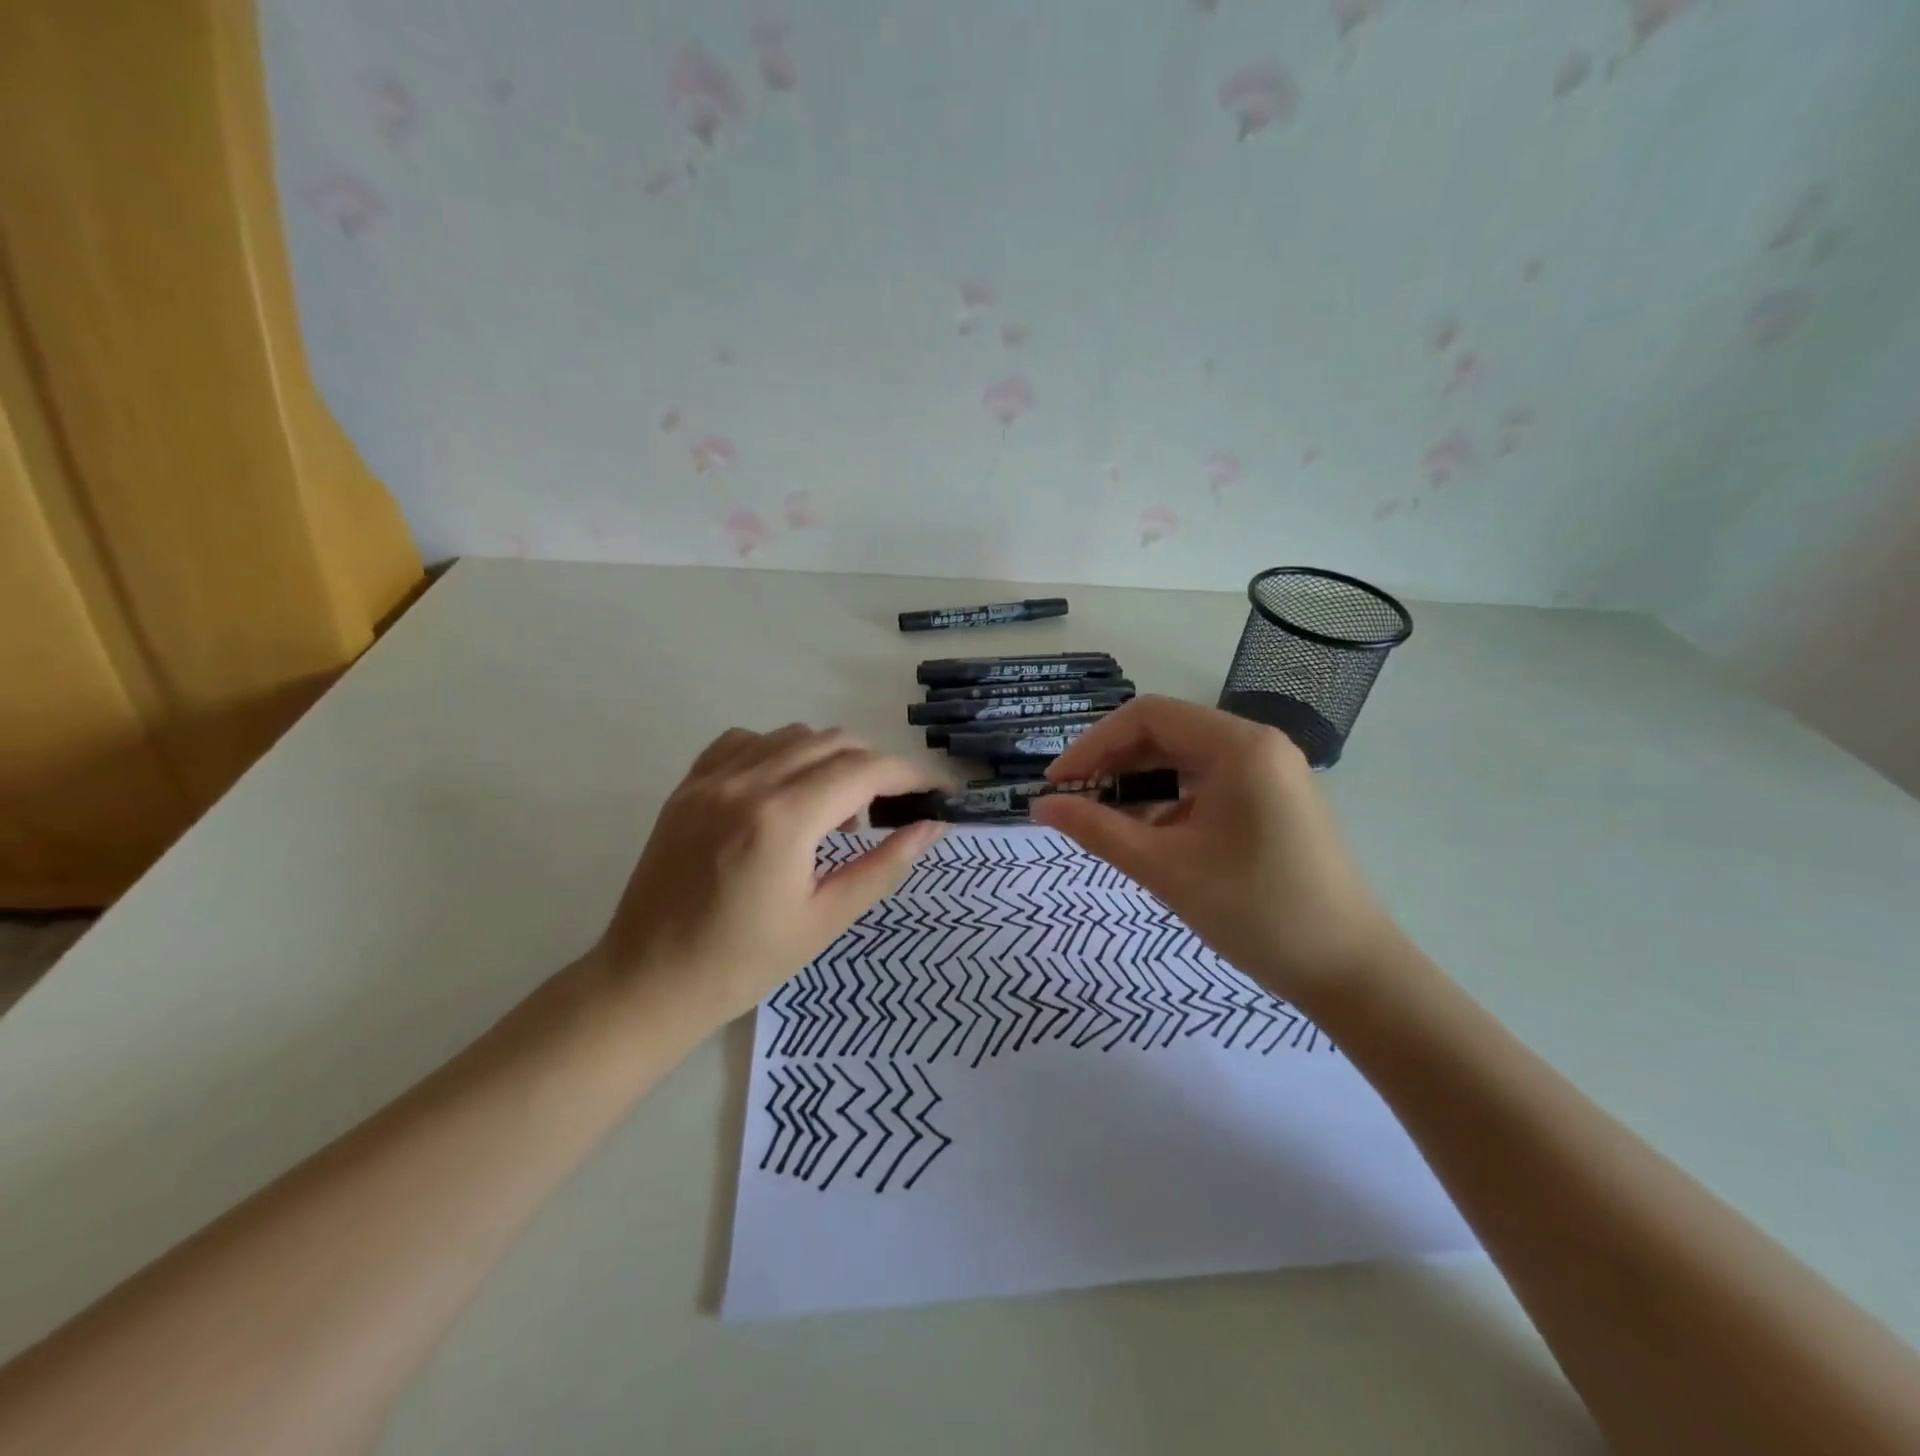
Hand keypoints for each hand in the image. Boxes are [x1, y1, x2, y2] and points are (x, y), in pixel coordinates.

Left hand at [590, 725, 945, 1029]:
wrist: (648, 981)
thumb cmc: (743, 963)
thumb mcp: (825, 920)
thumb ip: (883, 866)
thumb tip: (931, 827)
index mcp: (784, 820)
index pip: (865, 770)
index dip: (909, 774)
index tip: (936, 790)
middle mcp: (747, 783)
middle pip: (833, 742)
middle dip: (874, 766)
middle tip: (888, 808)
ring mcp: (711, 779)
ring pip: (792, 735)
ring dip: (829, 758)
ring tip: (832, 811)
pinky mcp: (688, 786)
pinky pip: (746, 741)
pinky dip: (779, 753)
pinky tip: (782, 791)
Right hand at [1031, 696, 1397, 1003]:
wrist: (1351, 973)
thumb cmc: (1256, 913)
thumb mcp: (1165, 869)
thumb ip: (1097, 830)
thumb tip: (1040, 807)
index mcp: (1238, 746)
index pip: (1147, 716)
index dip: (1093, 745)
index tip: (1057, 784)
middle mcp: (1258, 745)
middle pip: (1166, 733)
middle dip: (1113, 765)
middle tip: (1073, 804)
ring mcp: (1270, 773)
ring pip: (1185, 761)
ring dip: (1139, 785)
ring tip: (1103, 823)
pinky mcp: (1273, 801)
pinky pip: (1207, 785)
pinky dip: (1169, 803)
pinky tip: (1147, 837)